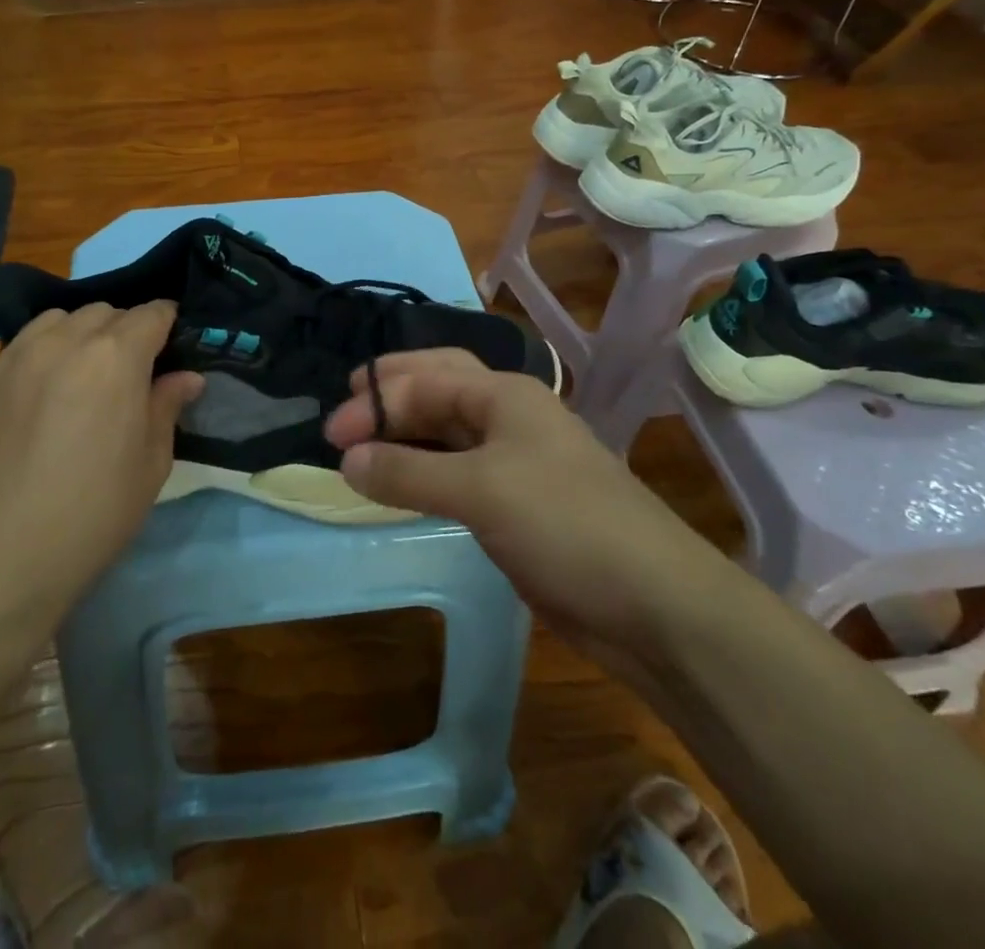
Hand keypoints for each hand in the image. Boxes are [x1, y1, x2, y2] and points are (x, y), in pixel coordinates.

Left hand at [0, 301, 203, 625]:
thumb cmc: (89, 520)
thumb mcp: (149, 467)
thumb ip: (166, 408)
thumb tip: (185, 376)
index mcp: (112, 359)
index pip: (150, 313)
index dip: (166, 323)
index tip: (170, 342)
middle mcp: (58, 344)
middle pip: (100, 313)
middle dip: (120, 331)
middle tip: (124, 372)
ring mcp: (5, 363)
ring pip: (50, 323)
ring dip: (73, 338)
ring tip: (74, 379)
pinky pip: (8, 361)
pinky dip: (28, 371)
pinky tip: (23, 416)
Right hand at [322, 349, 729, 668]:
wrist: (653, 603)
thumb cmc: (565, 524)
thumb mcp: (480, 490)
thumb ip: (408, 471)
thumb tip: (346, 460)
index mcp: (503, 394)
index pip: (425, 380)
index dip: (374, 401)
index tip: (331, 435)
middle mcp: (508, 416)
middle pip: (437, 389)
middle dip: (389, 397)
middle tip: (343, 417)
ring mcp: (515, 460)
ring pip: (446, 432)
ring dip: (404, 435)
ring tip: (361, 450)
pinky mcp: (516, 502)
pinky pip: (456, 473)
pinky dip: (422, 472)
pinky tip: (401, 485)